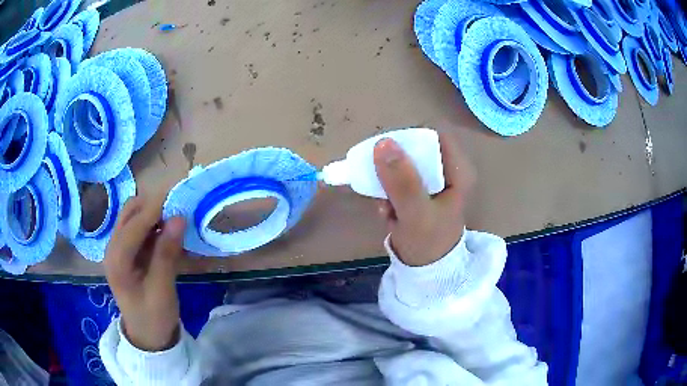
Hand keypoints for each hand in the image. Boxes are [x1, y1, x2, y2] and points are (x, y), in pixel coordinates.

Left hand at [104, 194, 185, 351]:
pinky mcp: (126, 252)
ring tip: (175, 221)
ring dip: (153, 213)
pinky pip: (138, 227)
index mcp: (117, 260)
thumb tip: (179, 218)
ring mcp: (118, 249)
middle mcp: (113, 248)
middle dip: (153, 206)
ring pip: (133, 216)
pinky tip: (167, 233)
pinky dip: (153, 224)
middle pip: (129, 212)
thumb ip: (167, 254)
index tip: (180, 197)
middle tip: (178, 211)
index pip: (134, 224)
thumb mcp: (162, 290)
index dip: (156, 208)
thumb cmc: (154, 317)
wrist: (147, 336)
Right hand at [374, 132, 473, 265]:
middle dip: (394, 166)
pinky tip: (389, 213)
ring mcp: (434, 182)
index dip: (409, 138)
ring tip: (387, 205)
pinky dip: (389, 194)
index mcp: (458, 170)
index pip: (434, 135)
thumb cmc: (428, 243)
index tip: (386, 153)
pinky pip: (399, 181)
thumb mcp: (415, 213)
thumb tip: (383, 143)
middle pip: (416, 149)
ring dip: (389, 182)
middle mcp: (448, 171)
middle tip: (381, 183)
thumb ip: (402, 181)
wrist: (426, 272)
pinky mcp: (421, 193)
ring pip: (404, 165)